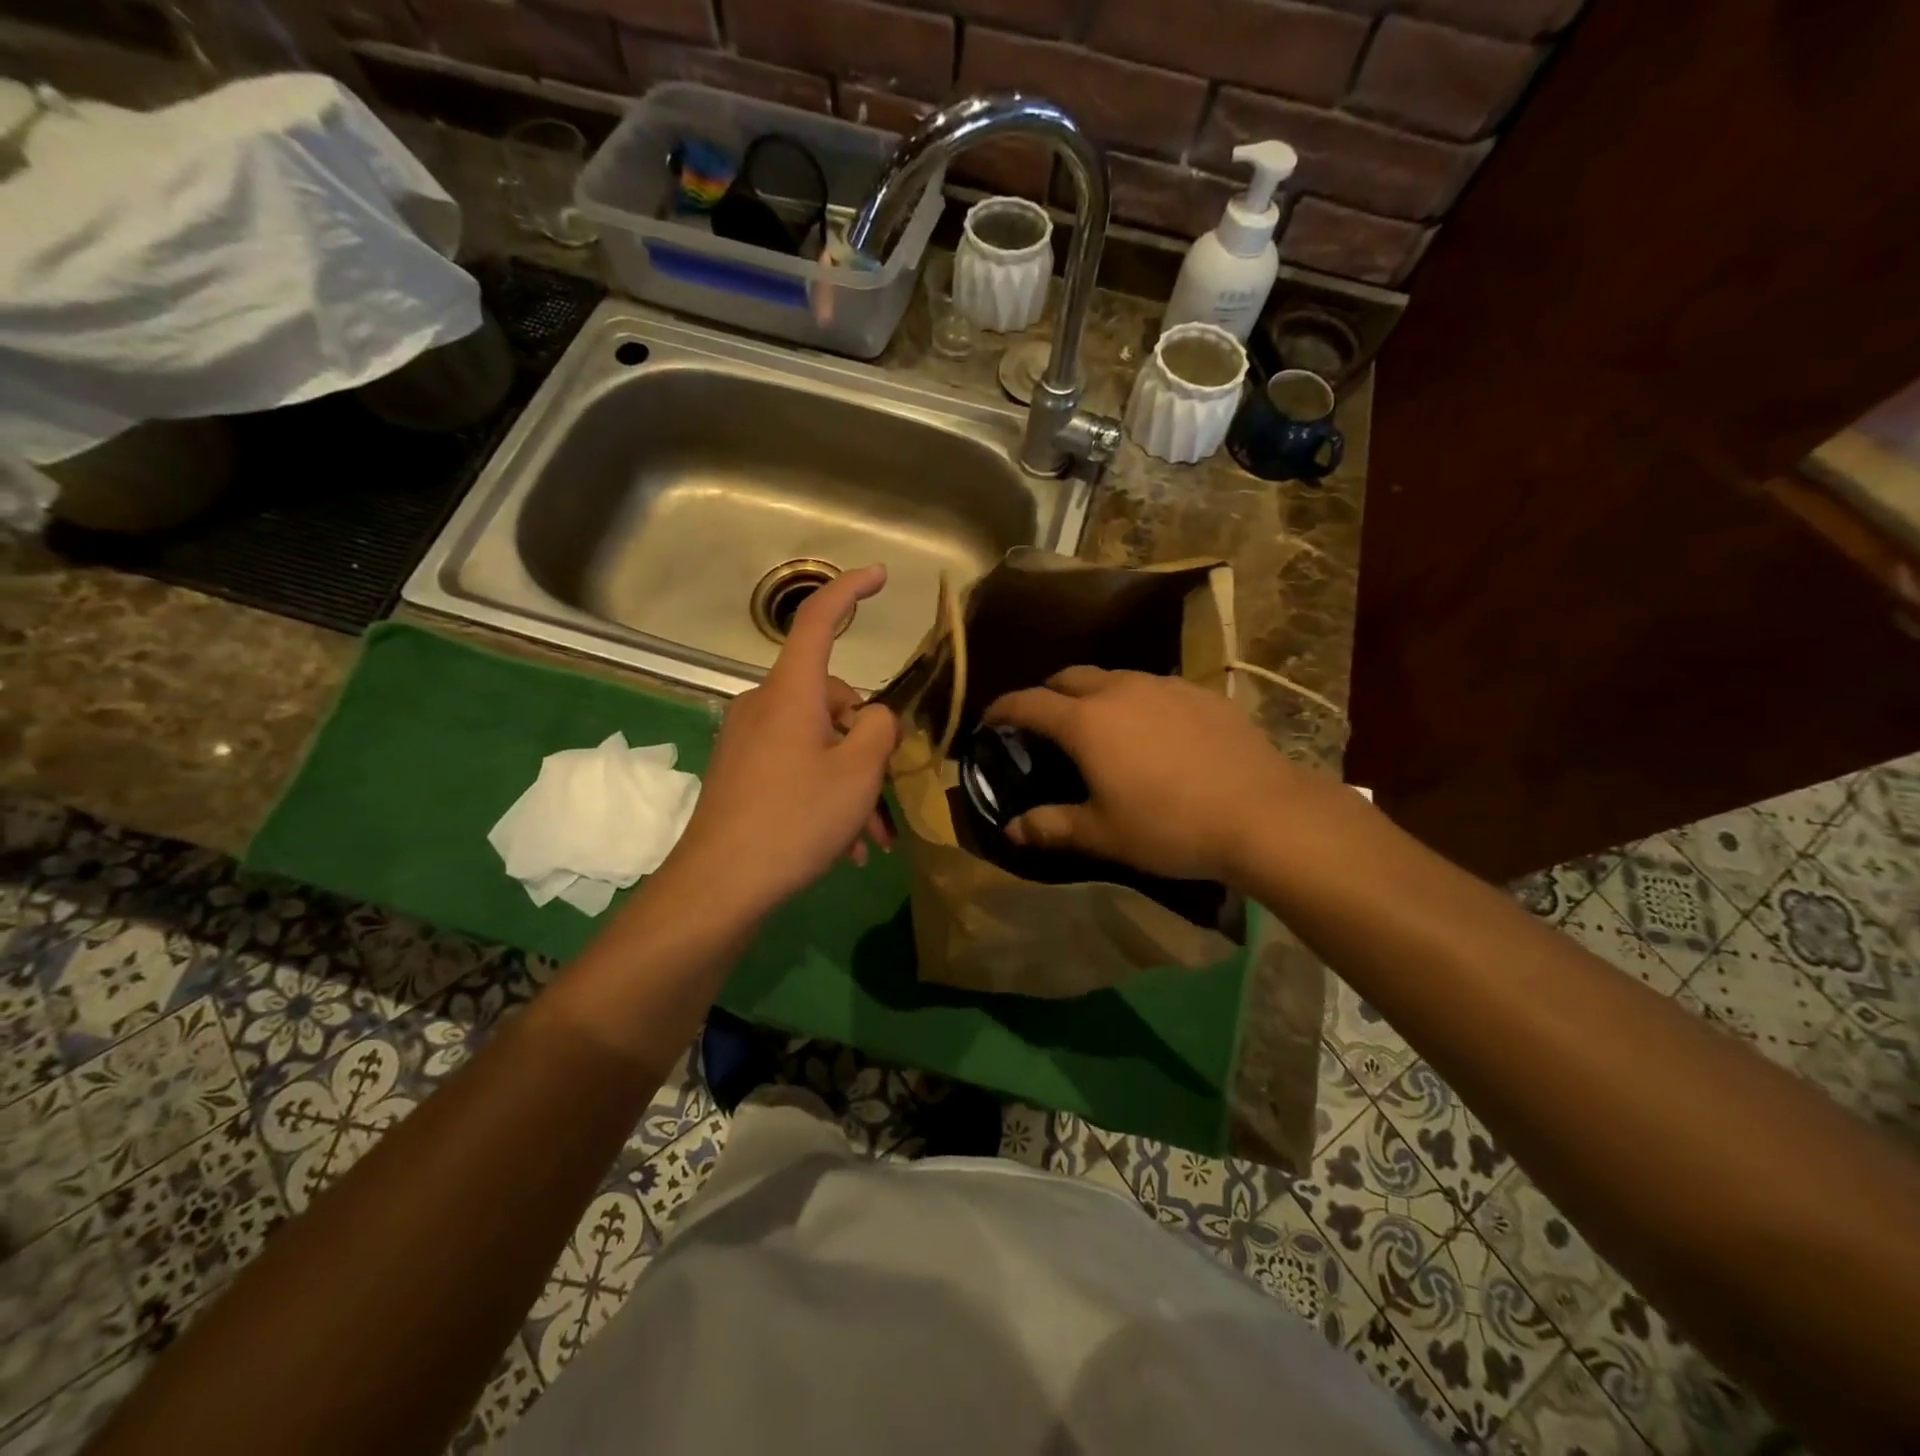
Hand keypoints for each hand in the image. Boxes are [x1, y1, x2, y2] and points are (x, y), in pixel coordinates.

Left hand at [666, 565, 900, 916]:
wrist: (719, 885)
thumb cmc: (795, 819)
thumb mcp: (858, 773)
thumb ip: (879, 729)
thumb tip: (874, 718)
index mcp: (791, 692)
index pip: (818, 620)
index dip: (850, 590)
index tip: (880, 576)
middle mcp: (764, 705)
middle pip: (833, 699)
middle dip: (867, 743)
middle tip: (886, 794)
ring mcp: (749, 739)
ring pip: (819, 742)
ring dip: (851, 781)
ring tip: (870, 836)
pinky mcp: (741, 771)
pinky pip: (796, 766)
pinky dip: (824, 794)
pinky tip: (844, 844)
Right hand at [984, 667, 1317, 882]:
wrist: (1262, 813)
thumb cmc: (1169, 826)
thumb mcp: (1103, 834)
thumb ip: (1051, 826)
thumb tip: (1012, 828)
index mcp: (1086, 722)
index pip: (1028, 703)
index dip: (1003, 710)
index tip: (990, 721)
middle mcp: (1120, 690)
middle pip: (1068, 677)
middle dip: (1047, 694)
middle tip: (1044, 724)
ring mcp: (1164, 685)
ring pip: (1113, 677)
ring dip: (1093, 694)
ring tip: (1099, 725)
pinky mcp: (1201, 692)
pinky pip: (1154, 687)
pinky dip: (1136, 700)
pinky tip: (1153, 731)